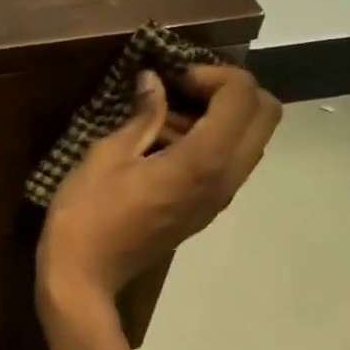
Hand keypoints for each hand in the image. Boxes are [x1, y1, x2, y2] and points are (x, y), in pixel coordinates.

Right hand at [37, 64, 280, 326]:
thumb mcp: (106, 156)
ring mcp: (218, 199)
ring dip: (224, 117)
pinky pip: (231, 164)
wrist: (83, 276)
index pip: (242, 96)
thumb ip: (141, 116)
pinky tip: (167, 145)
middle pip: (266, 116)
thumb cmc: (86, 215)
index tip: (173, 77)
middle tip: (185, 89)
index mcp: (201, 161)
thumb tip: (154, 82)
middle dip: (232, 91)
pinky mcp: (206, 211)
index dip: (213, 73)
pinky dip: (214, 142)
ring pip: (252, 141)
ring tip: (170, 117)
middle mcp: (224, 179)